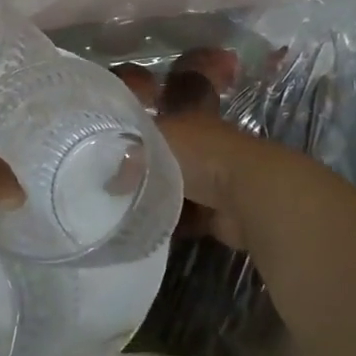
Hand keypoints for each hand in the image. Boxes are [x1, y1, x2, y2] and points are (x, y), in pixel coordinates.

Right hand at [118, 54, 326, 259]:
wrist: (248, 193)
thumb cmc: (201, 154)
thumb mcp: (154, 142)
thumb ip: (129, 156)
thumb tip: (109, 181)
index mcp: (189, 122)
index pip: (156, 126)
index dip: (133, 138)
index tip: (107, 156)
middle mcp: (202, 149)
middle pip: (165, 160)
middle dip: (143, 173)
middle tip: (110, 189)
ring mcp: (212, 182)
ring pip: (175, 191)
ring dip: (156, 201)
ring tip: (122, 213)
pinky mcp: (218, 215)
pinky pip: (185, 220)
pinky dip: (170, 226)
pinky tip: (145, 232)